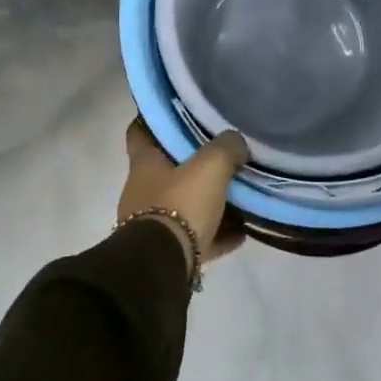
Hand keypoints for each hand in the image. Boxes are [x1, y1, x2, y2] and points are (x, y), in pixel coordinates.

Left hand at [117, 120, 249, 269]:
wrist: (163, 266)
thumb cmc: (181, 204)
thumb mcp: (211, 166)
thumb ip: (226, 148)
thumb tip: (236, 142)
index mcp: (144, 165)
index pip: (139, 132)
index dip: (154, 121)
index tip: (176, 114)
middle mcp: (141, 192)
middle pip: (167, 171)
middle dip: (192, 165)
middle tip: (221, 156)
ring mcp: (151, 225)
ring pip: (183, 205)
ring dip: (207, 202)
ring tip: (239, 197)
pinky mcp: (166, 253)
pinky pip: (195, 237)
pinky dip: (216, 233)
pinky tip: (241, 233)